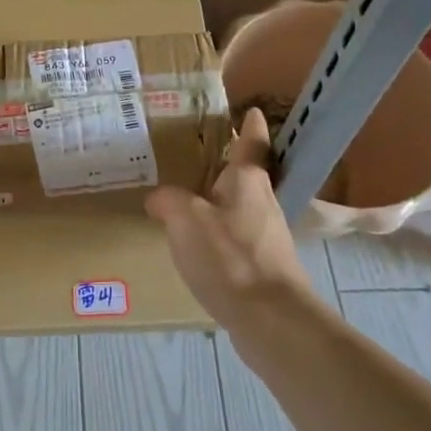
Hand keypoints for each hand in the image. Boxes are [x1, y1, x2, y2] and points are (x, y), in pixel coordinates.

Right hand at [145, 107, 315, 323]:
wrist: (271, 321)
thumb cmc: (230, 257)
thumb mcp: (186, 220)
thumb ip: (169, 201)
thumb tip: (159, 197)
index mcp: (248, 180)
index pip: (252, 141)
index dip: (250, 124)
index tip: (249, 109)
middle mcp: (263, 202)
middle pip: (247, 175)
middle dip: (227, 164)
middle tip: (197, 154)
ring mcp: (267, 236)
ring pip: (241, 207)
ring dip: (221, 200)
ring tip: (189, 199)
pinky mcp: (264, 267)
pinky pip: (237, 237)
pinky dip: (220, 233)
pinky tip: (199, 245)